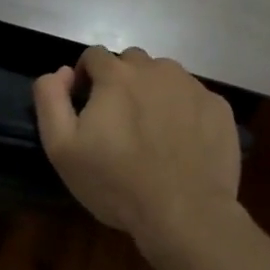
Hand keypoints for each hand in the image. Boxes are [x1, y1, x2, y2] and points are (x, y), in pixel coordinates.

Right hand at [32, 46, 240, 246]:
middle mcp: (157, 69)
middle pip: (131, 62)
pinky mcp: (219, 107)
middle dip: (121, 82)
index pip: (94, 56)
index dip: (85, 78)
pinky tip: (182, 143)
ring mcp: (192, 86)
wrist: (185, 213)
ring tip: (153, 132)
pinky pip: (194, 97)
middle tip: (120, 122)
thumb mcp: (62, 148)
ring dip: (154, 92)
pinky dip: (184, 110)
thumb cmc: (116, 183)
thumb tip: (60, 72)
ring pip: (165, 76)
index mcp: (117, 75)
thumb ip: (50, 99)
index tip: (87, 108)